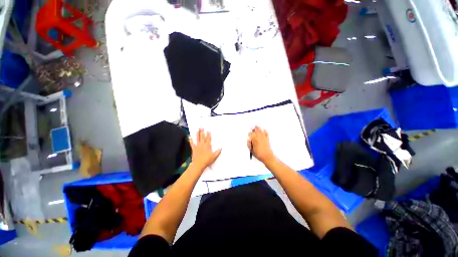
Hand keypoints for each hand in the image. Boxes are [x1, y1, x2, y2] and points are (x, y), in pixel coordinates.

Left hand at [189, 129, 221, 170]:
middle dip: (202, 132)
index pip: (208, 139)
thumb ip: (217, 152)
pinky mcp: (194, 149)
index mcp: (207, 146)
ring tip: (197, 130)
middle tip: (201, 128)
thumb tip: (220, 149)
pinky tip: (189, 137)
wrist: (198, 164)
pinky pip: (192, 144)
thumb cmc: (206, 161)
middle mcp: (202, 145)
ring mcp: (197, 147)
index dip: (208, 134)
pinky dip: (190, 140)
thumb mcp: (214, 157)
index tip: (208, 130)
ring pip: (197, 139)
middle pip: (202, 137)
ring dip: (197, 134)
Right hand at [247, 126, 275, 163]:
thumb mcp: (251, 150)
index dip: (249, 134)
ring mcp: (263, 137)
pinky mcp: (267, 138)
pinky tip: (264, 130)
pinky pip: (266, 133)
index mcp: (254, 139)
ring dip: (258, 128)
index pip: (250, 134)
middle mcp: (259, 137)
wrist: (267, 156)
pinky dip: (264, 131)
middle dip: (253, 129)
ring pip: (260, 130)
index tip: (249, 135)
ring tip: (256, 126)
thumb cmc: (259, 154)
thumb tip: (248, 140)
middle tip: (252, 129)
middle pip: (255, 130)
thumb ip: (249, 144)